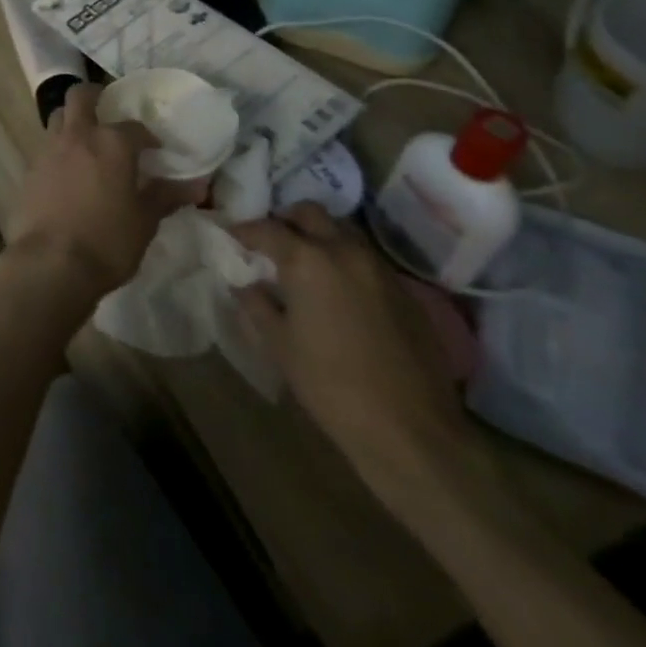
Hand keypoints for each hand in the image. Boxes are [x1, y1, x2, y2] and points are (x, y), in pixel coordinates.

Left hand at [10, 83, 186, 299]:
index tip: (155, 150)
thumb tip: (196, 186)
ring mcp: (48, 148)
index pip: (134, 127)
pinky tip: (67, 170)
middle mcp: (77, 135)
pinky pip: (45, 145)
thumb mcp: (144, 222)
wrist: (51, 261)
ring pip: (57, 116)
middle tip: (107, 110)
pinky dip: (58, 148)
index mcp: (111, 142)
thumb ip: (165, 196)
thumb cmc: (107, 241)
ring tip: (86, 139)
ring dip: (71, 119)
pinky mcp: (30, 167)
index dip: (147, 137)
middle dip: (95, 96)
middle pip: (80, 96)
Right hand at [231, 204, 473, 493]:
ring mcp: (381, 270)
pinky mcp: (406, 293)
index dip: (244, 231)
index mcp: (308, 260)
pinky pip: (367, 260)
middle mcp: (345, 252)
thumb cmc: (331, 386)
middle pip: (310, 213)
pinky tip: (339, 293)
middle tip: (272, 244)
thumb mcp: (279, 344)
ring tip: (305, 265)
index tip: (232, 238)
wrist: (412, 433)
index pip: (266, 228)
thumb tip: (243, 282)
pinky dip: (346, 262)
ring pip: (343, 232)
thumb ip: (256, 303)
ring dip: (320, 237)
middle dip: (286, 220)